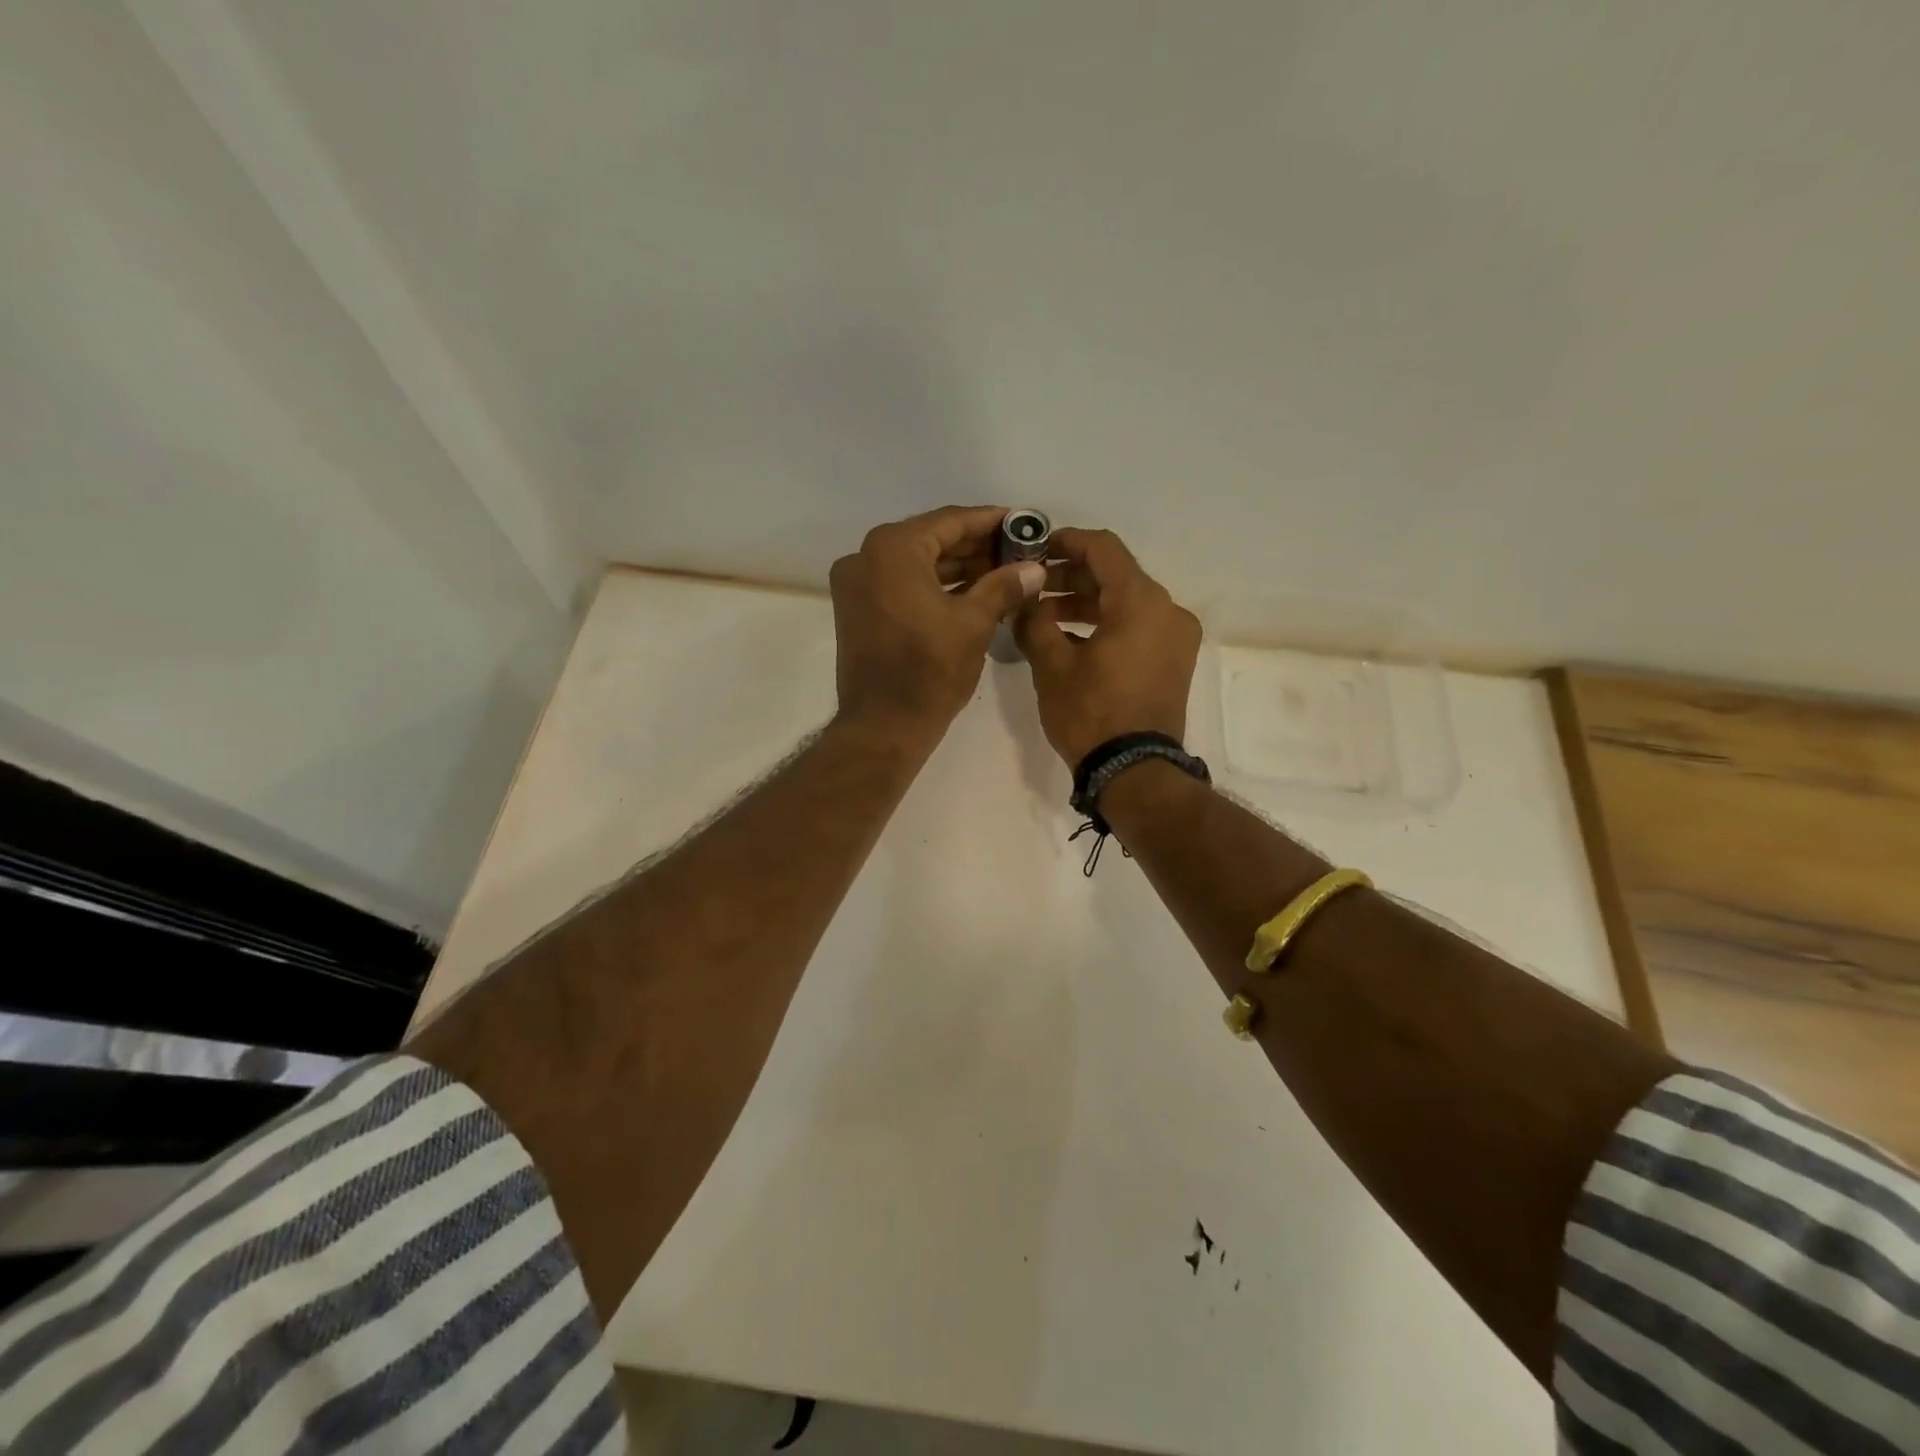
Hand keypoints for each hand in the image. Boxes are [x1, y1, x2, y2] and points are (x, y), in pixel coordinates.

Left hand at [829, 506, 1045, 748]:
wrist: (883, 726)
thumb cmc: (930, 671)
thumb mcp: (974, 623)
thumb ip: (1005, 586)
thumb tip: (1035, 567)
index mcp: (892, 549)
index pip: (950, 521)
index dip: (990, 521)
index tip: (1023, 522)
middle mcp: (866, 556)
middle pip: (931, 540)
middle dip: (976, 546)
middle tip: (1018, 550)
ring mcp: (857, 584)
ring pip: (916, 563)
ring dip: (957, 568)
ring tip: (1003, 572)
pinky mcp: (857, 609)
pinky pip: (902, 584)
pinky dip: (934, 586)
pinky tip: (973, 592)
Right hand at [1014, 527, 1201, 766]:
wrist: (1134, 771)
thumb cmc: (1091, 713)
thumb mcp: (1052, 665)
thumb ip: (1034, 621)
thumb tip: (1025, 599)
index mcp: (1141, 601)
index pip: (1103, 549)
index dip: (1067, 542)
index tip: (1036, 548)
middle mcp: (1168, 610)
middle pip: (1117, 575)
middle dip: (1072, 578)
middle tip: (1033, 589)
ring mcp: (1177, 637)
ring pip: (1128, 603)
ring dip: (1087, 603)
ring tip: (1045, 617)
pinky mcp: (1175, 661)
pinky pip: (1139, 627)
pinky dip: (1108, 624)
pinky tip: (1072, 639)